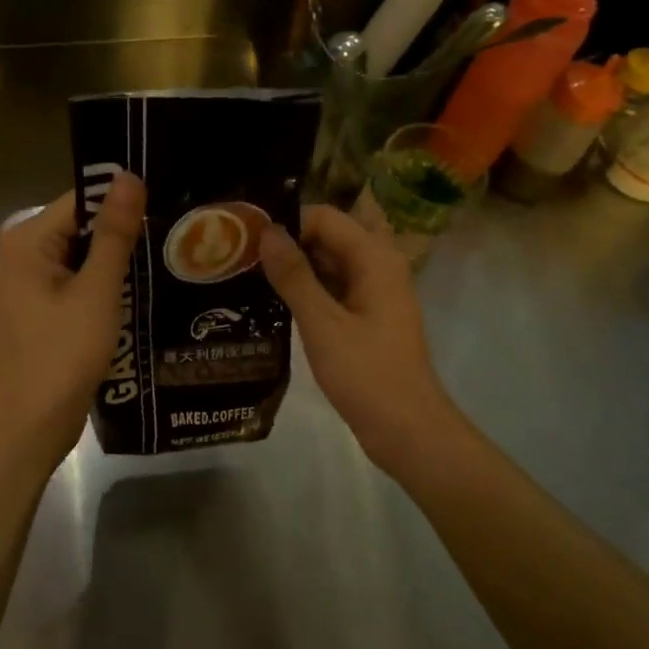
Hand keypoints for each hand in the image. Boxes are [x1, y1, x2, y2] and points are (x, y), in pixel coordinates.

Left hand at [0, 171, 145, 468]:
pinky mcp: (45, 304)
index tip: (167, 208)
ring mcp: (33, 280)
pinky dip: (107, 283)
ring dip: (119, 260)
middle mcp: (24, 250)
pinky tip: (142, 288)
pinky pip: (81, 278)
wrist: (34, 422)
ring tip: (168, 259)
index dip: (124, 204)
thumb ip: (114, 232)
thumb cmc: (63, 353)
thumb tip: (129, 176)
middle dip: (123, 234)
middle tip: (175, 237)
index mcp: (27, 238)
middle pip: (83, 225)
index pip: (82, 199)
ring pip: (85, 254)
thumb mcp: (96, 290)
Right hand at [260, 205, 462, 470]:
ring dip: (295, 267)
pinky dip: (306, 290)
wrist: (408, 431)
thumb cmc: (366, 374)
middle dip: (288, 242)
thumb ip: (294, 275)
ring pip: (329, 263)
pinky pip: (333, 288)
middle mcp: (378, 266)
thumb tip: (266, 232)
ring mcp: (374, 293)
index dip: (286, 223)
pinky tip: (272, 303)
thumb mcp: (323, 323)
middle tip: (241, 257)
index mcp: (374, 258)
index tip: (246, 239)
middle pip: (328, 236)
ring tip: (248, 276)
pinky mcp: (367, 317)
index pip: (324, 217)